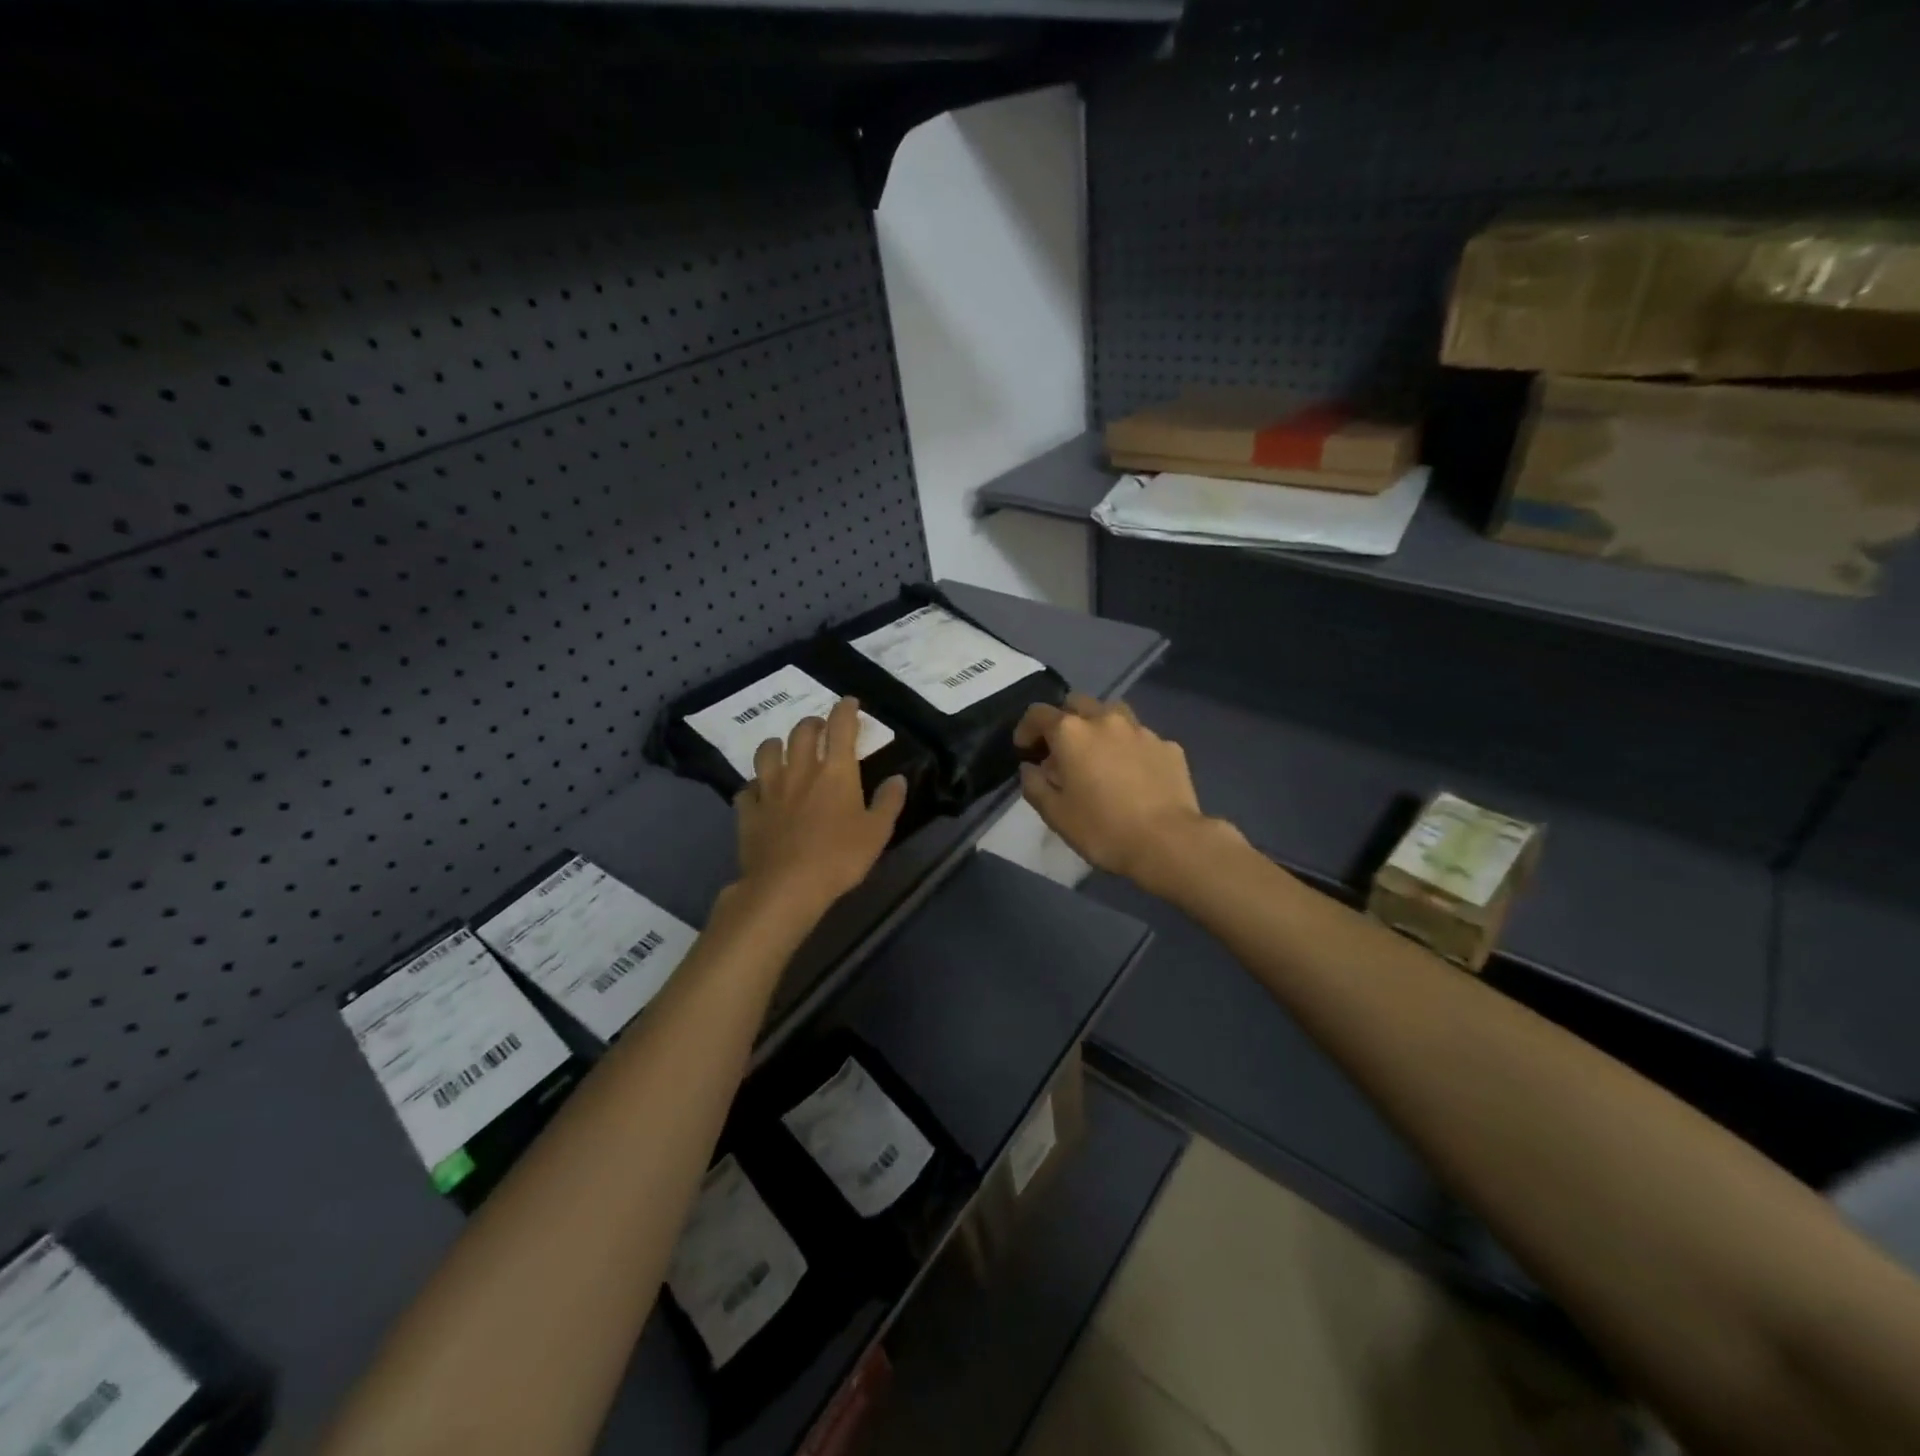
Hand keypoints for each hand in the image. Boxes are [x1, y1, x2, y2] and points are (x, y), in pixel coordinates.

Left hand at [733, 696, 906, 919]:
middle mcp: (800, 771)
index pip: (841, 728)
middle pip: (802, 732)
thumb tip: (898, 779)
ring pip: (767, 752)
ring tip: (783, 748)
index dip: (846, 710)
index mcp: (835, 772)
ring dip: (777, 744)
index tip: (850, 702)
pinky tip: (758, 792)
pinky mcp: (749, 811)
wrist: (786, 886)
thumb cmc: (839, 857)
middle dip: (813, 723)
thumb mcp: (877, 833)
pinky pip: (747, 789)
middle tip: (820, 727)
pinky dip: (754, 786)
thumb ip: (888, 802)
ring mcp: (770, 789)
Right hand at [1014, 693, 1225, 891]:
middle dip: (1064, 720)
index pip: (1038, 714)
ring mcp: (1141, 730)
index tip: (1025, 749)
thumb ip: (1034, 785)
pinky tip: (1133, 774)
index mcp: (1072, 733)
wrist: (1168, 842)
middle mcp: (1105, 720)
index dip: (1026, 729)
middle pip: (1077, 703)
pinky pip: (1141, 737)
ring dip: (1099, 726)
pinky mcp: (1168, 746)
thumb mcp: (1055, 814)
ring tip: (1098, 754)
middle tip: (1062, 750)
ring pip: (1113, 712)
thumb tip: (1030, 768)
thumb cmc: (1103, 829)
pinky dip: (1129, 748)